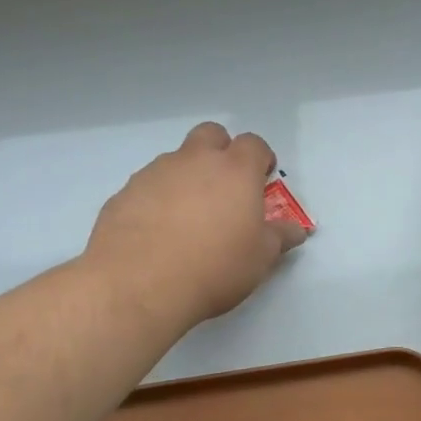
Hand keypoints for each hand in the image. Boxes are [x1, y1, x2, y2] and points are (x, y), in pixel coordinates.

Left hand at [85, 122, 308, 327]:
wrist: (138, 285)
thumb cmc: (214, 268)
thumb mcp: (260, 258)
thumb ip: (279, 237)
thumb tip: (296, 229)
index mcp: (235, 170)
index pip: (253, 144)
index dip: (260, 159)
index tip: (262, 181)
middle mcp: (194, 161)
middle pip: (210, 135)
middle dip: (220, 152)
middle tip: (224, 188)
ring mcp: (154, 173)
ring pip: (175, 161)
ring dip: (186, 178)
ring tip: (187, 220)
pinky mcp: (124, 193)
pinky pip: (147, 187)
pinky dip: (156, 200)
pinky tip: (156, 234)